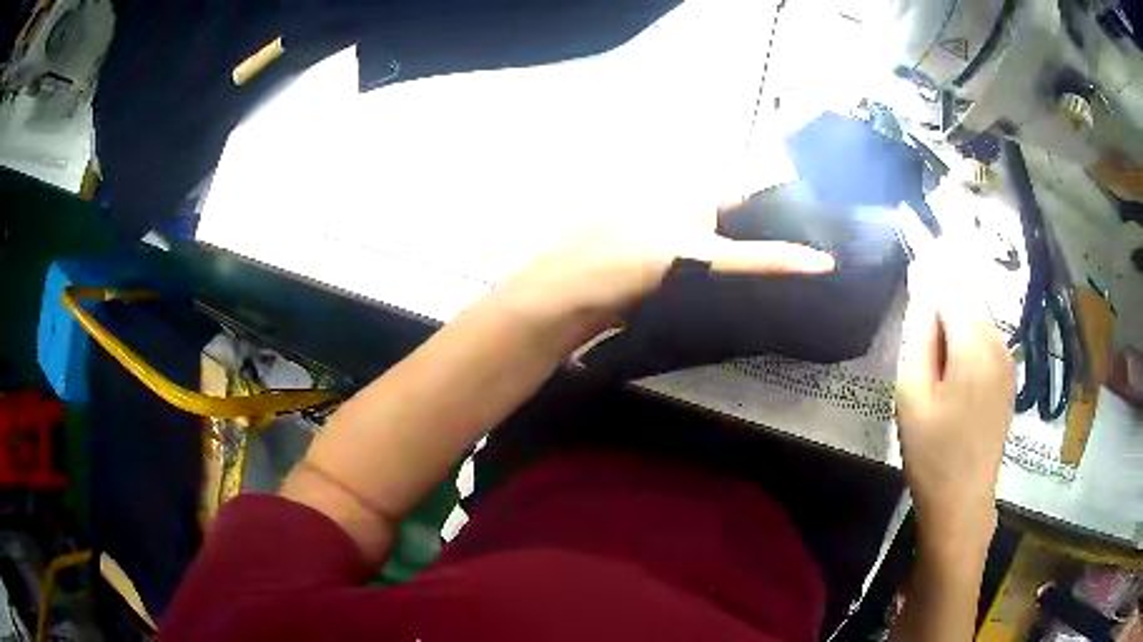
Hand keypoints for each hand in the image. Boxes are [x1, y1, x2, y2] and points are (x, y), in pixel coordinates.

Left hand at [499, 197, 835, 339]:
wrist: (579, 297)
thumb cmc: (640, 260)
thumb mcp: (709, 257)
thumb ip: (765, 261)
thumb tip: (824, 263)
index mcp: (701, 198)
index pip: (757, 201)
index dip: (789, 218)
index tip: (823, 244)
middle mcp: (692, 215)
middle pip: (744, 231)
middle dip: (773, 251)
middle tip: (814, 278)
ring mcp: (679, 246)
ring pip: (727, 258)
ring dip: (752, 275)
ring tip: (795, 294)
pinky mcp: (670, 276)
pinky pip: (710, 282)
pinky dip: (729, 292)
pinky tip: (751, 308)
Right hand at [896, 255, 1014, 544]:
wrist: (964, 502)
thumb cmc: (932, 453)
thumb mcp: (912, 393)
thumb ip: (920, 331)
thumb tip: (924, 282)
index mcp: (974, 343)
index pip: (950, 277)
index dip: (927, 245)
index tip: (909, 215)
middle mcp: (998, 340)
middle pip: (966, 288)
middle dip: (941, 267)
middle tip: (917, 247)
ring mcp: (1007, 358)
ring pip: (976, 310)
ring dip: (952, 297)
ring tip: (930, 305)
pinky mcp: (1007, 374)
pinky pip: (984, 332)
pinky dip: (964, 320)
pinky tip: (949, 339)